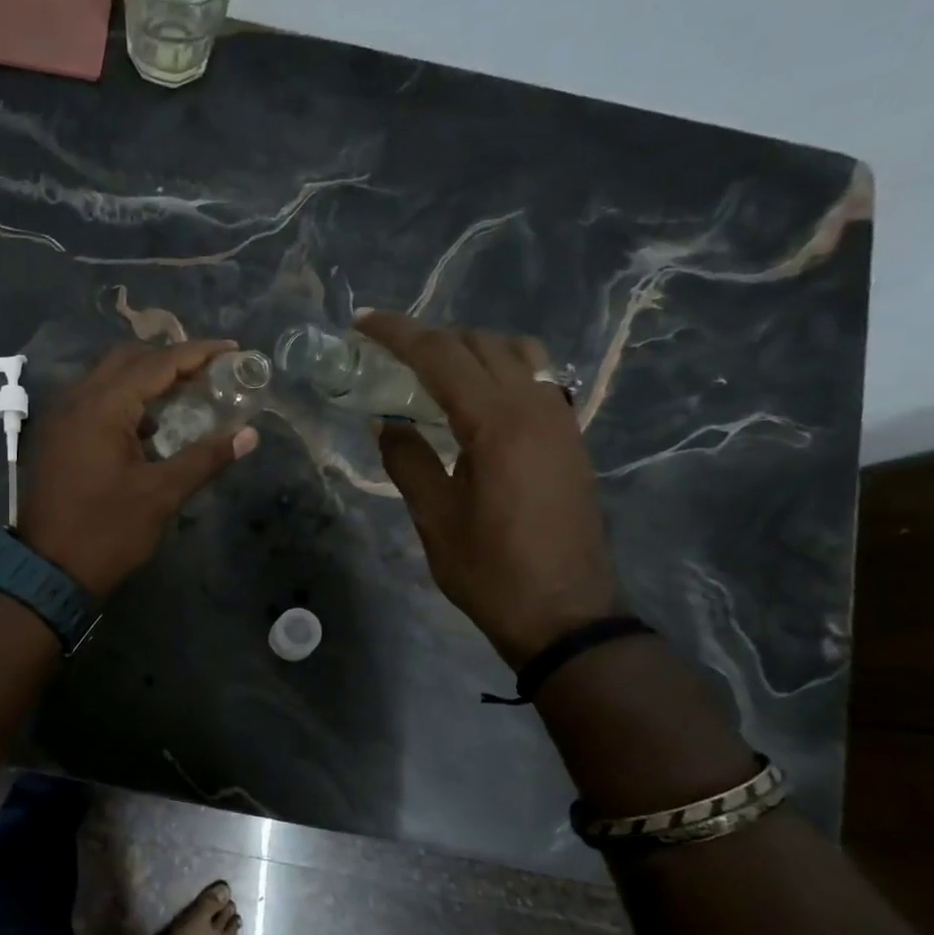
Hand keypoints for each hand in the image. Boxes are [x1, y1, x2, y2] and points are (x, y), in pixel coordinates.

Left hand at [19, 340, 259, 596]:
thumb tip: (248, 434)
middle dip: (170, 359)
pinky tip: (149, 424)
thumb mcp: (161, 494)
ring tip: (185, 391)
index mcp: (102, 405)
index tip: (232, 349)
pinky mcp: (57, 437)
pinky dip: (124, 399)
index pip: (157, 363)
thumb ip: (205, 457)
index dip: (198, 352)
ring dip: (145, 377)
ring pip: (107, 378)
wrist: (48, 570)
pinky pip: (94, 400)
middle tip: (208, 370)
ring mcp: (61, 417)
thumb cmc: (107, 531)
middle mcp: (77, 399)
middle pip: (128, 359)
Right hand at [356, 312, 619, 667]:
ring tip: (432, 371)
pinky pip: (535, 378)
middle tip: (388, 354)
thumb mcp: (433, 516)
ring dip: (470, 349)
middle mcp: (535, 406)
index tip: (362, 322)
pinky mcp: (570, 437)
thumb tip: (387, 422)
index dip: (398, 334)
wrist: (564, 612)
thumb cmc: (489, 569)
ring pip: (516, 353)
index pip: (441, 356)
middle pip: (480, 344)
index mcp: (496, 423)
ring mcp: (560, 419)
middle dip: (431, 337)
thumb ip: (407, 459)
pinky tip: (474, 399)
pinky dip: (499, 370)